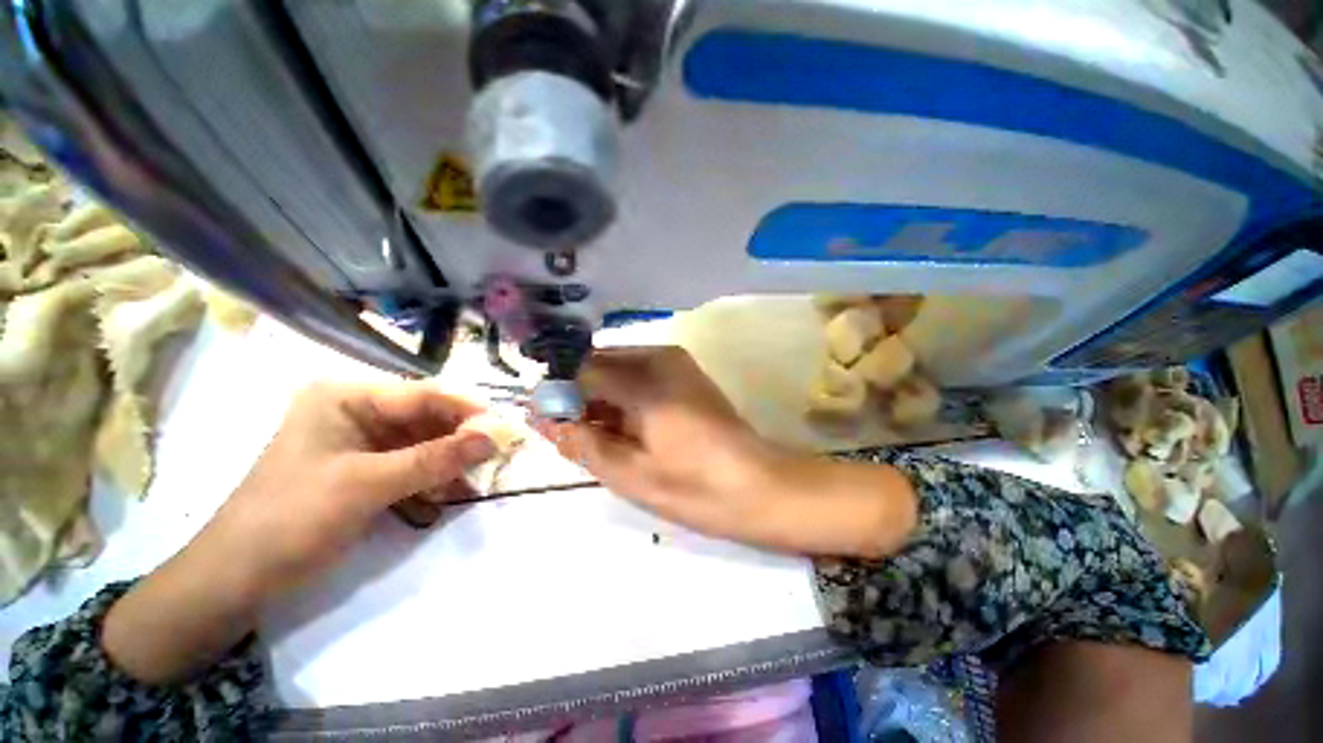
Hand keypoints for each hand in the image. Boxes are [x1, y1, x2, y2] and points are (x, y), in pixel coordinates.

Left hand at [104, 381, 495, 682]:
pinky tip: (448, 496)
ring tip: (477, 481)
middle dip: (461, 439)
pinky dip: (432, 479)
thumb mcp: (367, 485)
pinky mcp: (364, 467)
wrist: (236, 580)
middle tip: (496, 458)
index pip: (423, 395)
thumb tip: (494, 439)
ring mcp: (360, 440)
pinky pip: (412, 464)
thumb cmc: (291, 519)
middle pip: (426, 417)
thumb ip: (435, 459)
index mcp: (345, 397)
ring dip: (450, 462)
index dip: (467, 411)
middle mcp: (356, 411)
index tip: (505, 429)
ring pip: (424, 442)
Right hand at [545, 347, 917, 557]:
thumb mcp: (629, 473)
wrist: (760, 487)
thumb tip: (542, 418)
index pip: (580, 370)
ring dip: (604, 398)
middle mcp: (659, 357)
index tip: (553, 426)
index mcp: (645, 380)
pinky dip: (625, 397)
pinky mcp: (685, 372)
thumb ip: (581, 441)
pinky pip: (639, 374)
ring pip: (618, 369)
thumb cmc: (695, 487)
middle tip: (581, 438)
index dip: (561, 397)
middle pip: (599, 365)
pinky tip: (631, 428)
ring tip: (608, 439)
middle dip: (582, 397)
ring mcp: (676, 361)